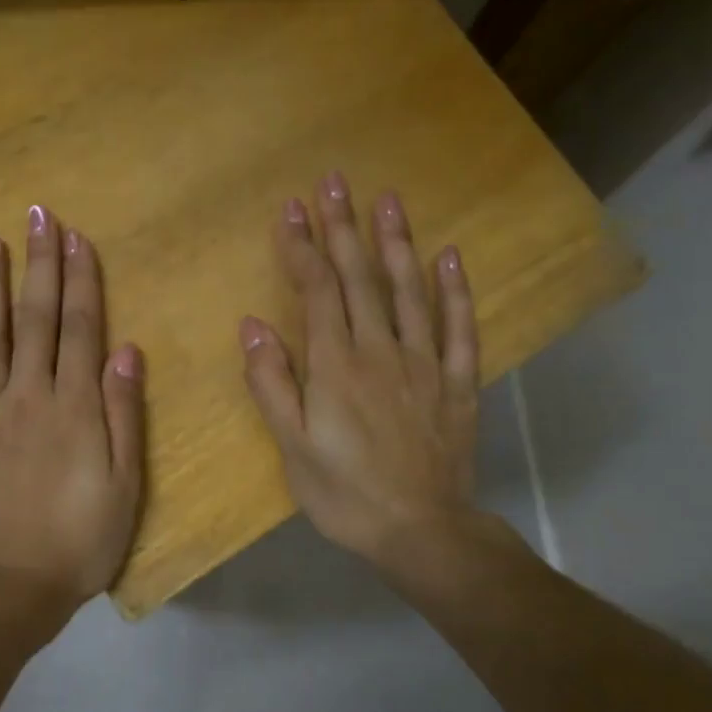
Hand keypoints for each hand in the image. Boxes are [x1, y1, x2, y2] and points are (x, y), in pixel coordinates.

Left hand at [0, 205, 144, 625]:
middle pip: (36, 319)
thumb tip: (126, 351)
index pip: (80, 328)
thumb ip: (123, 414)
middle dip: (39, 264)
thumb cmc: (79, 538)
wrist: (8, 584)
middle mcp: (28, 395)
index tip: (76, 236)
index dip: (81, 280)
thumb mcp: (124, 485)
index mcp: (73, 407)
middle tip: (37, 214)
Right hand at [239, 173, 484, 577]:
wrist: (420, 531)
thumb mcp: (293, 447)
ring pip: (409, 291)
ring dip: (396, 242)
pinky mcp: (457, 383)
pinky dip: (455, 291)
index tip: (293, 208)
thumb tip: (253, 325)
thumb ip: (272, 384)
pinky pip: (458, 328)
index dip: (303, 248)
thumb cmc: (345, 494)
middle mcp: (380, 351)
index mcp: (336, 366)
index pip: (317, 292)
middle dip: (344, 227)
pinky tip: (450, 257)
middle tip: (335, 180)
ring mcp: (424, 363)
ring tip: (388, 199)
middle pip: (360, 278)